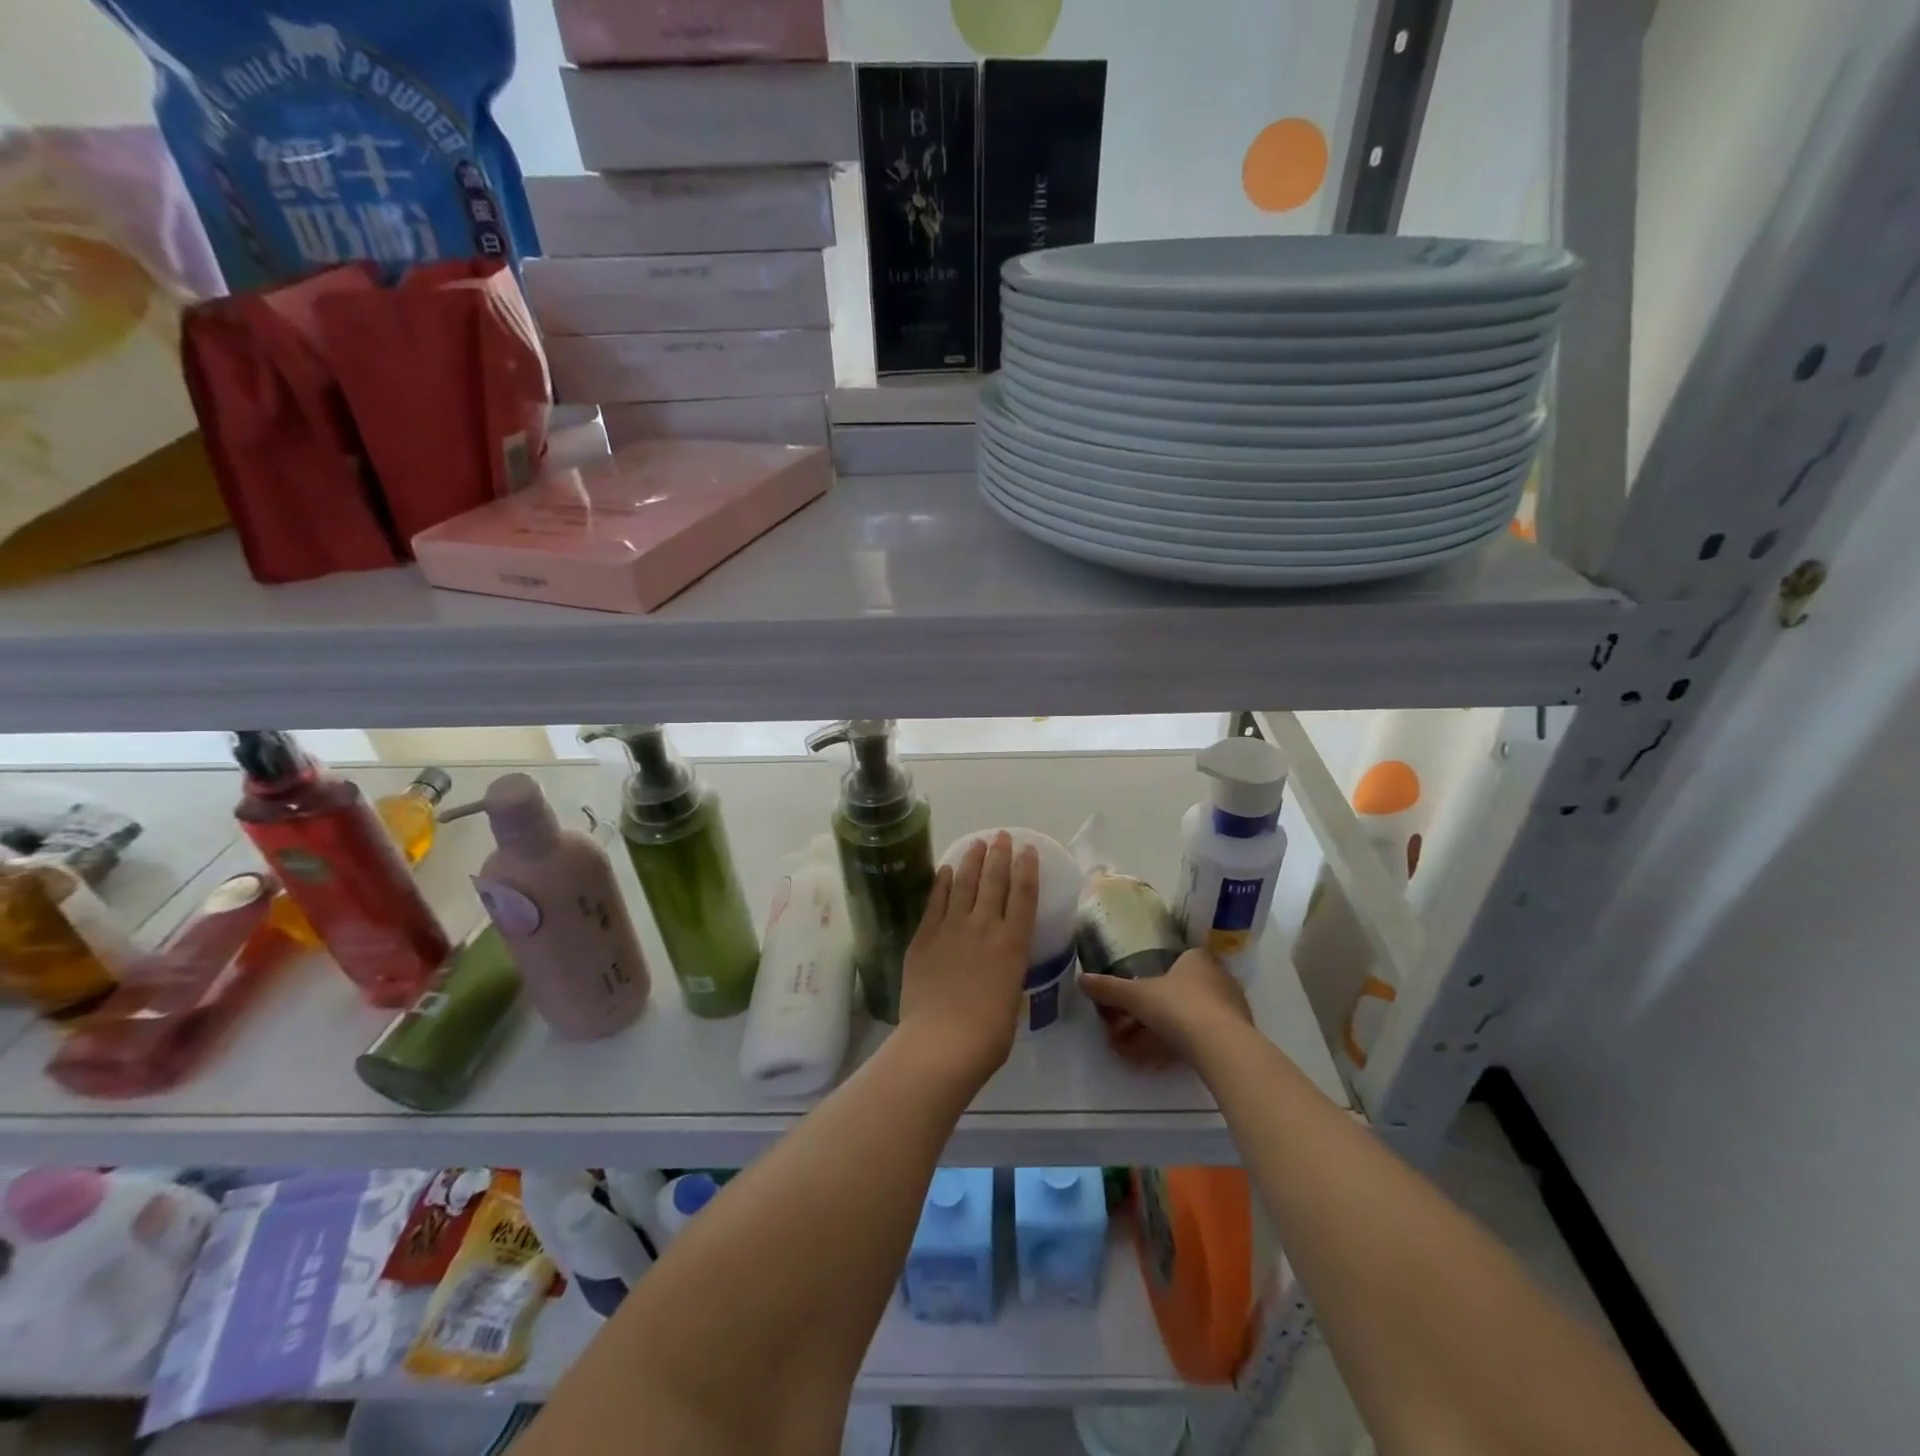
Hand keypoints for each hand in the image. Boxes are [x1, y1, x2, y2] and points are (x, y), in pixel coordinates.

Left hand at [897, 832, 1039, 1086]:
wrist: (941, 1041)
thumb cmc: (987, 1035)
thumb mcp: (1011, 1002)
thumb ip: (1006, 976)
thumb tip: (999, 971)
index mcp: (1013, 944)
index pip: (1024, 896)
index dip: (1027, 869)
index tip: (1027, 850)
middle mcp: (985, 927)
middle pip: (994, 881)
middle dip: (999, 854)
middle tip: (1001, 835)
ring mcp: (952, 928)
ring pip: (964, 883)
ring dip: (972, 860)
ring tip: (977, 842)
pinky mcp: (925, 936)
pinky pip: (936, 901)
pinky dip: (942, 882)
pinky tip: (946, 869)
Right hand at [1080, 948, 1253, 1068]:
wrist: (1221, 1046)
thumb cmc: (1178, 1007)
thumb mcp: (1137, 996)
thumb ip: (1110, 988)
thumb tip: (1080, 979)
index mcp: (1198, 958)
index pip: (1183, 957)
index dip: (1165, 970)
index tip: (1149, 986)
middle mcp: (1221, 975)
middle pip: (1193, 984)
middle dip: (1173, 998)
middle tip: (1151, 1014)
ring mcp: (1235, 1005)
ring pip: (1204, 1009)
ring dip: (1186, 1020)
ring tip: (1162, 1037)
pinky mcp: (1242, 1032)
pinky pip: (1214, 1030)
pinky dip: (1198, 1038)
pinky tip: (1181, 1052)